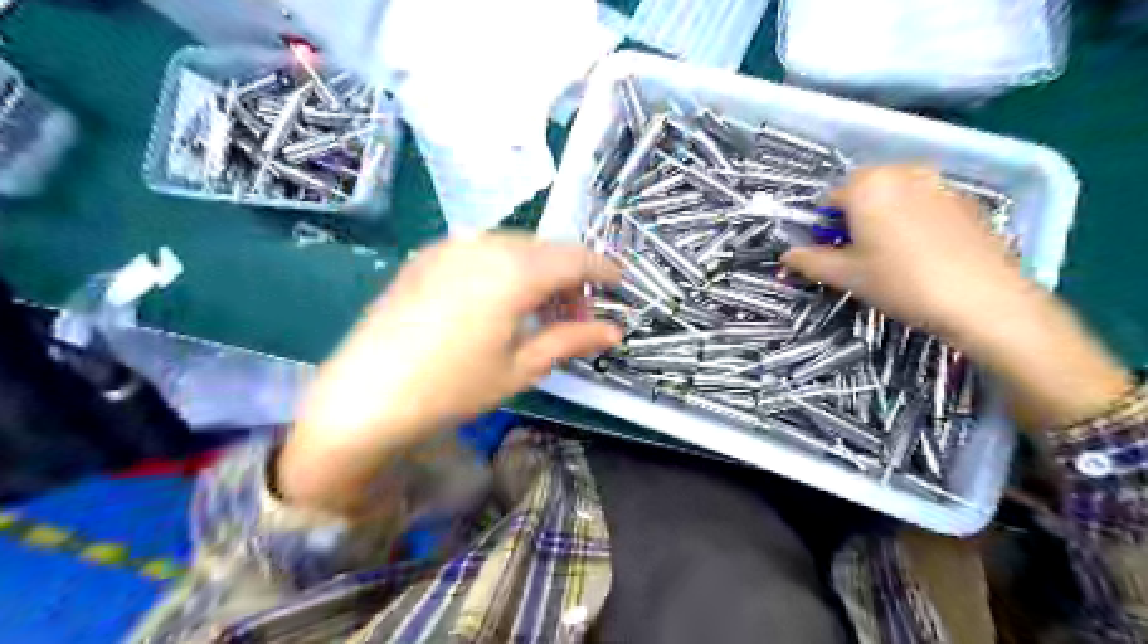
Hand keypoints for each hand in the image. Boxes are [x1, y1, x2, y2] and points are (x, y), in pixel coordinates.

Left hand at [277, 231, 624, 513]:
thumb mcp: (521, 367)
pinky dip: (506, 271)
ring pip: (515, 249)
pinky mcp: (427, 257)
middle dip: (569, 280)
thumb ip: (570, 340)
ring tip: (538, 317)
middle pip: (546, 250)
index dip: (603, 269)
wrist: (365, 395)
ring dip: (538, 275)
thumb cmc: (452, 387)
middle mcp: (483, 244)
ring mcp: (450, 246)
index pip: (575, 257)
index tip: (620, 284)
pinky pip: (482, 252)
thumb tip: (613, 332)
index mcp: (513, 270)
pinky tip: (500, 306)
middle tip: (574, 320)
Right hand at [781, 167, 1128, 428]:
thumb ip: (809, 261)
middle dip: (854, 217)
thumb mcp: (847, 276)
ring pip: (894, 194)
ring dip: (883, 216)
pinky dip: (913, 218)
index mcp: (867, 185)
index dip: (823, 227)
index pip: (828, 199)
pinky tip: (923, 252)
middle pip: (862, 191)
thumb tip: (785, 256)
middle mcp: (902, 172)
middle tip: (858, 254)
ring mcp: (938, 182)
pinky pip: (923, 201)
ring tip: (891, 254)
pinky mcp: (964, 199)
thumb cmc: (902, 283)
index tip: (829, 253)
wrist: (983, 299)